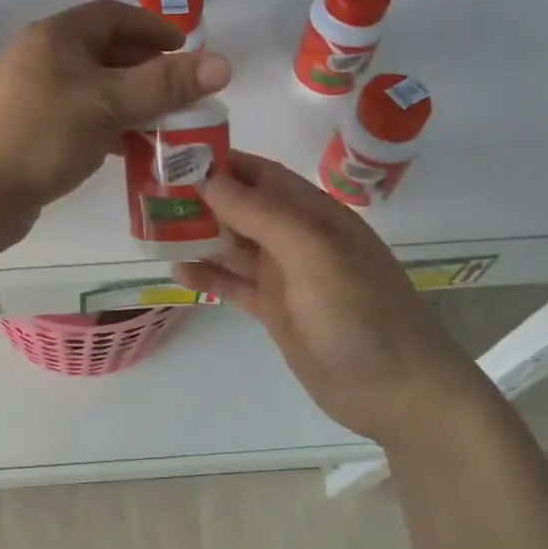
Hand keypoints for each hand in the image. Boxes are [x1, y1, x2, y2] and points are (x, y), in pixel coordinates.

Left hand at [0, 0, 232, 246]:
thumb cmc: (42, 136)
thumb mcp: (108, 104)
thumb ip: (164, 84)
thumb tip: (223, 63)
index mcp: (55, 37)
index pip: (112, 15)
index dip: (152, 27)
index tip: (186, 48)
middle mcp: (40, 59)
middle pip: (103, 52)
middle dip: (146, 68)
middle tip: (181, 90)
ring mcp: (31, 96)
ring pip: (93, 89)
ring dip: (130, 101)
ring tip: (165, 121)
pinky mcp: (29, 132)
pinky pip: (79, 118)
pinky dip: (108, 126)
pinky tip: (129, 148)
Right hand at [174, 152, 474, 443]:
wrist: (397, 392)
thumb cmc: (360, 312)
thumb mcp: (313, 254)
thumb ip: (262, 215)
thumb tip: (209, 178)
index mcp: (313, 214)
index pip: (260, 174)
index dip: (221, 162)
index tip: (174, 156)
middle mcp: (296, 238)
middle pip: (240, 207)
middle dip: (200, 198)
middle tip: (151, 195)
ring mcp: (284, 275)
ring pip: (232, 244)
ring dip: (198, 235)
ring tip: (154, 230)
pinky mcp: (274, 310)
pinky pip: (233, 284)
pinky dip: (207, 276)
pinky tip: (178, 271)